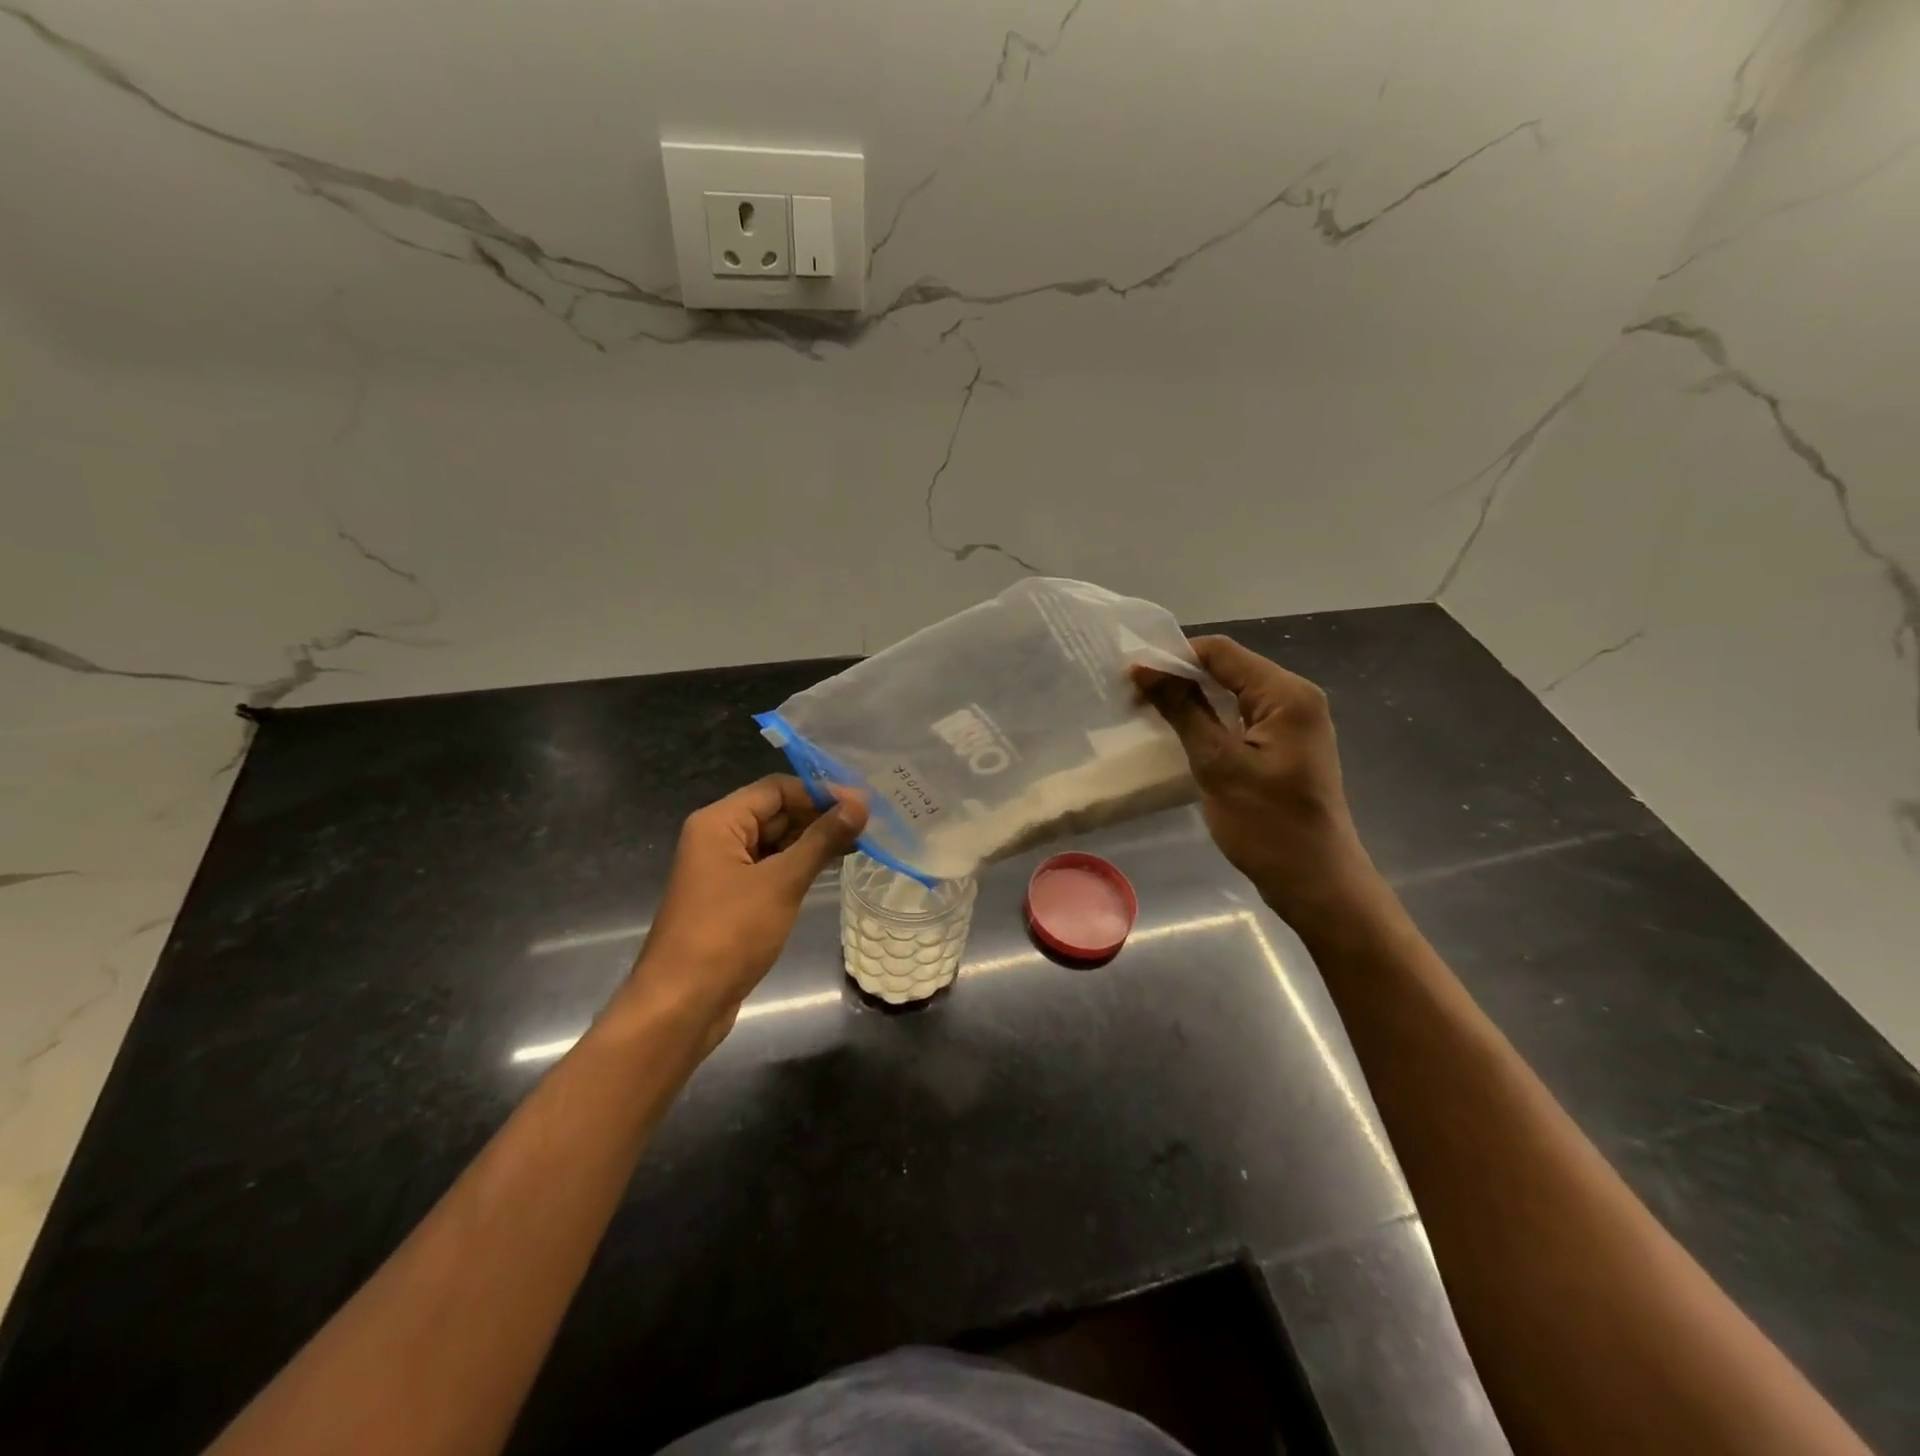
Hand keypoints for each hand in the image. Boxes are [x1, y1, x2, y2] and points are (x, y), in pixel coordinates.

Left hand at [623, 775, 868, 1044]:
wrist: (682, 1005)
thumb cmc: (729, 934)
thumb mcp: (781, 882)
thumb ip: (822, 839)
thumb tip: (859, 804)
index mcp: (719, 822)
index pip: (777, 789)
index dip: (820, 792)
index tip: (863, 804)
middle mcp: (718, 838)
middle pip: (776, 812)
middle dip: (820, 816)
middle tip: (869, 824)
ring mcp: (724, 870)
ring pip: (776, 841)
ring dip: (814, 841)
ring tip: (861, 843)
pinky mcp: (733, 898)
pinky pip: (771, 868)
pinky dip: (800, 865)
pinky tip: (832, 868)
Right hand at [1133, 636, 1380, 930]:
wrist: (1315, 881)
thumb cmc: (1267, 824)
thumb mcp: (1217, 764)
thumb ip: (1183, 709)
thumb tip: (1144, 669)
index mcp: (1286, 694)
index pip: (1221, 652)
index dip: (1173, 657)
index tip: (1130, 677)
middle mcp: (1295, 697)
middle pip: (1228, 667)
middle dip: (1179, 675)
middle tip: (1133, 694)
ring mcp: (1293, 722)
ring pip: (1233, 692)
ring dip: (1192, 697)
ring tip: (1148, 709)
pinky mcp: (1285, 744)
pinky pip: (1241, 715)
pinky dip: (1210, 717)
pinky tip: (1181, 730)